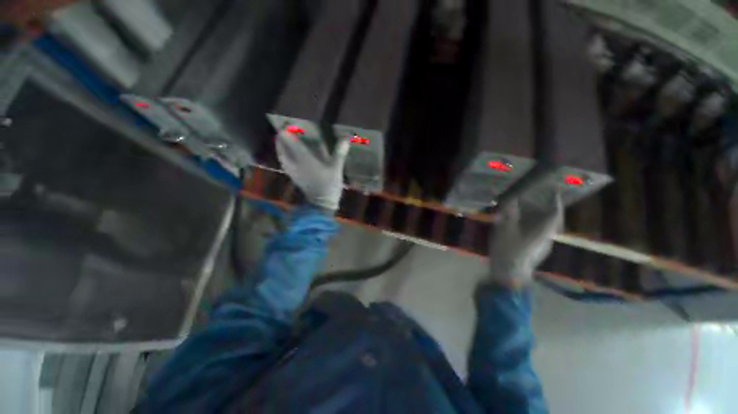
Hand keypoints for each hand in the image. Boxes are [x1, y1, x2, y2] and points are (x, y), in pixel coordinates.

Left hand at [276, 132, 349, 211]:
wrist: (321, 203)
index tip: (290, 123)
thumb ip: (339, 153)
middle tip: (287, 130)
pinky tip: (291, 155)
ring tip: (287, 140)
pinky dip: (285, 156)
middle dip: (282, 137)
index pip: (289, 140)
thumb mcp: (336, 169)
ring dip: (282, 146)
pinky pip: (285, 162)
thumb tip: (346, 139)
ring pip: (281, 154)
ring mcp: (292, 171)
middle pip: (281, 146)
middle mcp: (294, 163)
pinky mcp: (293, 176)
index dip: (288, 130)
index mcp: (303, 158)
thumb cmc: (329, 185)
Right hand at [488, 193, 563, 288]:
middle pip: (551, 220)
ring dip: (537, 216)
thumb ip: (509, 214)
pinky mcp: (535, 251)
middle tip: (533, 199)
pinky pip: (537, 233)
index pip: (555, 214)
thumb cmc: (508, 251)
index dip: (555, 201)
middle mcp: (547, 238)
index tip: (552, 191)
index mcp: (543, 231)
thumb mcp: (505, 230)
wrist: (509, 275)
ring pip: (544, 227)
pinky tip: (520, 225)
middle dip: (544, 207)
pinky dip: (531, 225)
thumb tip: (511, 200)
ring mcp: (542, 246)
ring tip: (525, 210)